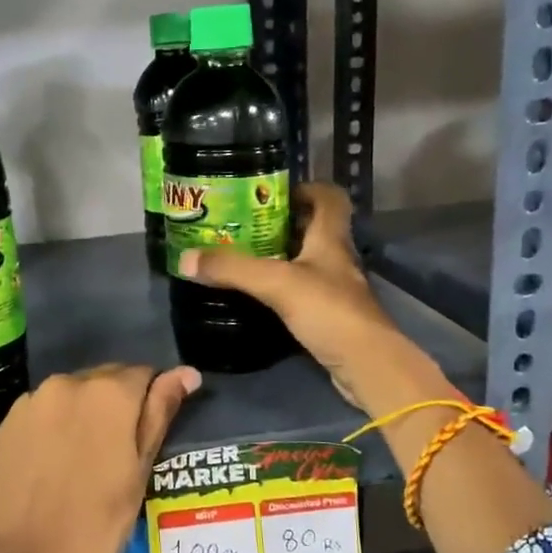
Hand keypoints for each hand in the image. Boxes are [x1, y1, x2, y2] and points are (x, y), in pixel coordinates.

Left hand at [0, 363, 200, 552]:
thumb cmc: (98, 520)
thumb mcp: (140, 469)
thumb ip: (160, 412)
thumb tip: (186, 373)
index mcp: (109, 392)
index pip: (144, 374)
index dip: (151, 401)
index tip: (148, 433)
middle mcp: (68, 382)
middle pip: (105, 379)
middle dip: (117, 403)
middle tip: (119, 448)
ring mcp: (33, 400)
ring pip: (72, 393)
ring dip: (84, 411)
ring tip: (84, 456)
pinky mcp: (8, 421)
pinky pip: (43, 410)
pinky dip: (54, 424)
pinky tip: (54, 461)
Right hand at [178, 183, 447, 414]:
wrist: (365, 364)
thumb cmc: (328, 310)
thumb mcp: (275, 283)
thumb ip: (232, 268)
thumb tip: (186, 258)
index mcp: (331, 238)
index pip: (330, 199)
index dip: (307, 189)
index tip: (273, 193)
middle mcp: (337, 258)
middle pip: (314, 229)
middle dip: (283, 223)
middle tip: (245, 225)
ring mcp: (336, 288)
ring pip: (308, 261)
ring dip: (281, 256)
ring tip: (244, 257)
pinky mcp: (330, 316)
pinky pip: (304, 291)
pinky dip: (283, 288)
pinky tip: (260, 295)